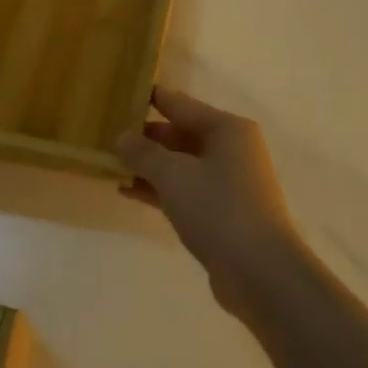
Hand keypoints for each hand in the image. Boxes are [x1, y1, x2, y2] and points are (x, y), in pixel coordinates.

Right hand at [116, 87, 303, 315]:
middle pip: (181, 133)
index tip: (118, 94)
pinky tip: (127, 191)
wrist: (261, 272)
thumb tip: (122, 136)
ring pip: (181, 164)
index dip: (149, 99)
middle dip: (145, 137)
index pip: (180, 104)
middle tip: (106, 135)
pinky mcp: (222, 212)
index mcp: (227, 128)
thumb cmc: (218, 209)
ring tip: (109, 163)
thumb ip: (144, 153)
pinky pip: (185, 190)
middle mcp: (231, 148)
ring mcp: (229, 182)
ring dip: (149, 165)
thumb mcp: (174, 175)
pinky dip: (159, 189)